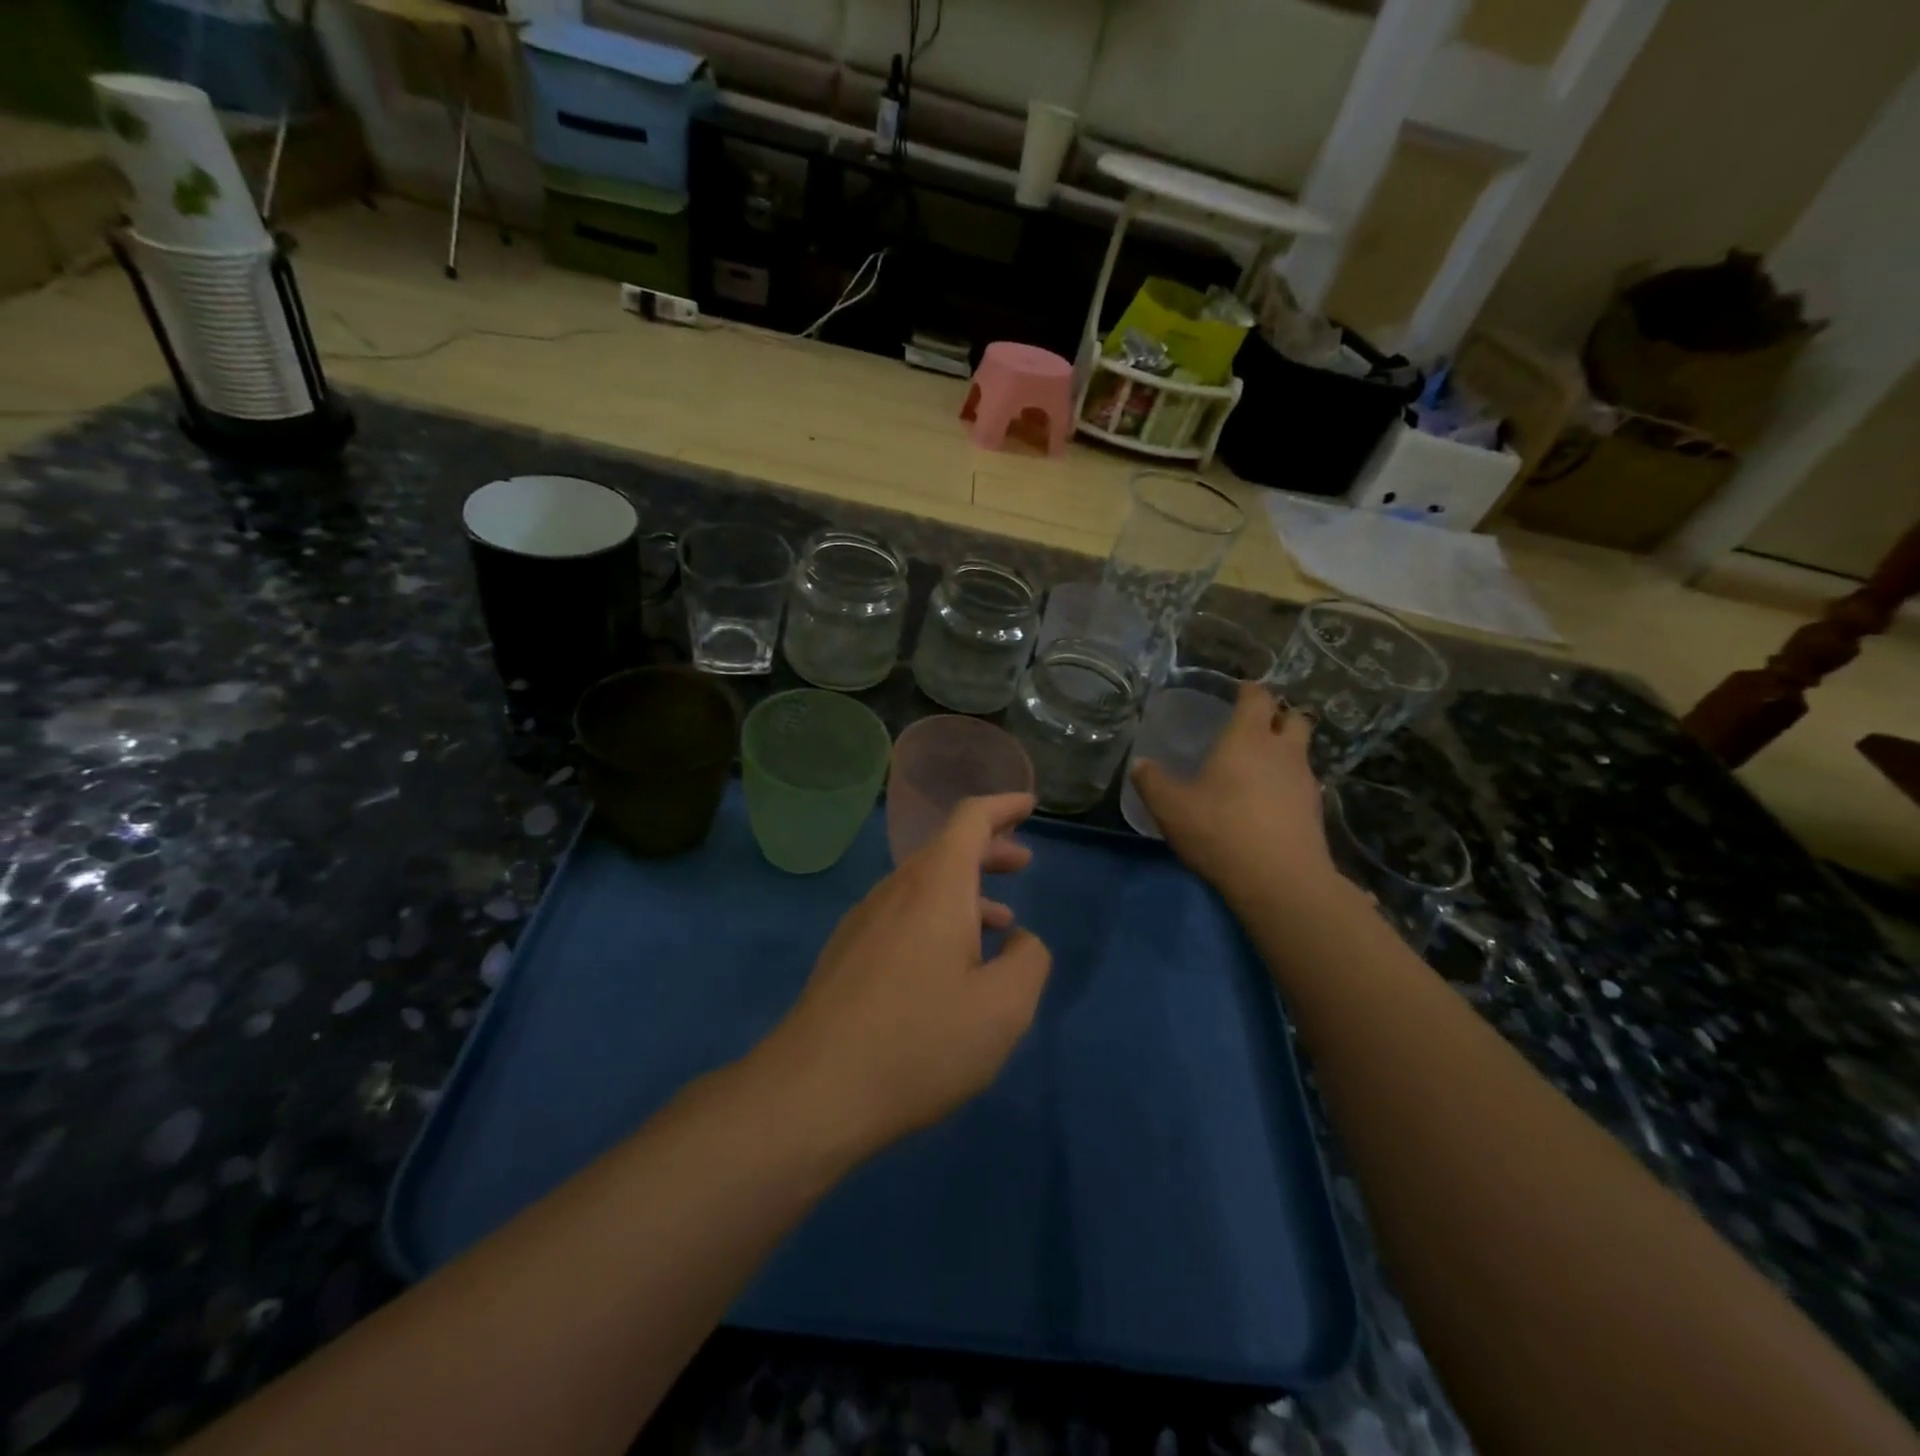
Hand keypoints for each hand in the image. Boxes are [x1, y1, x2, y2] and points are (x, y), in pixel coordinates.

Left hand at [761, 793, 1051, 1157]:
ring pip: (923, 885)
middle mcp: (895, 889)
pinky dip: (937, 918)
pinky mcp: (847, 952)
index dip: (1003, 806)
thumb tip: (1019, 941)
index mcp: (935, 885)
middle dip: (989, 849)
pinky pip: (902, 914)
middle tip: (1022, 861)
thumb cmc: (920, 1041)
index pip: (970, 818)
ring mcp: (864, 920)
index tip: (1029, 806)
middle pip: (946, 849)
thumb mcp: (1003, 1008)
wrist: (814, 1091)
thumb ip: (1028, 961)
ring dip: (965, 890)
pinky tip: (949, 963)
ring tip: (999, 921)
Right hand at [1130, 682, 1336, 905]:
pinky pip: (1302, 782)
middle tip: (1254, 725)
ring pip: (1301, 751)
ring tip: (1260, 764)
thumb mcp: (1171, 808)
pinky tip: (1269, 800)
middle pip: (1292, 718)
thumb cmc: (1221, 830)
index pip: (1258, 697)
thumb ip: (1152, 782)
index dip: (1249, 690)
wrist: (1281, 880)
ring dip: (1285, 749)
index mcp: (1248, 738)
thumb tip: (1140, 763)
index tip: (1238, 691)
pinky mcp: (1315, 810)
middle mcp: (1282, 751)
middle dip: (1277, 716)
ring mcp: (1304, 780)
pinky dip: (1288, 781)